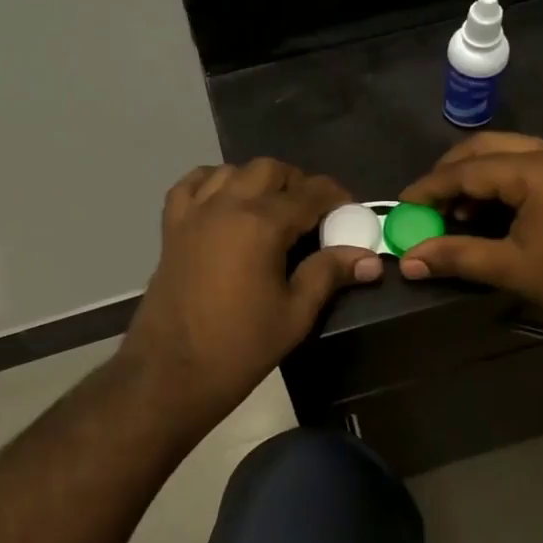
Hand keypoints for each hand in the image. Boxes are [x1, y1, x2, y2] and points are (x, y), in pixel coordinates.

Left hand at [121, 159, 381, 432]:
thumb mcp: (295, 314)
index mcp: (262, 224)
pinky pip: (192, 184)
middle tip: (314, 213)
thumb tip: (370, 259)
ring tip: (273, 208)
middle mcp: (227, 205)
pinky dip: (213, 182)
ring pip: (232, 170)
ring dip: (258, 180)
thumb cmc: (240, 347)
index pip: (309, 192)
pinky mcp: (172, 227)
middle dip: (298, 183)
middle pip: (270, 170)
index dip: (336, 196)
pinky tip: (226, 201)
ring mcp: (194, 212)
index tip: (350, 209)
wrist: (171, 372)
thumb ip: (329, 274)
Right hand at [396, 133, 542, 343]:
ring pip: (508, 154)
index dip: (430, 188)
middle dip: (450, 174)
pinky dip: (501, 183)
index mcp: (537, 169)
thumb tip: (407, 261)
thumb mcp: (512, 269)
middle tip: (425, 205)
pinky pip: (528, 167)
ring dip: (476, 177)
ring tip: (454, 214)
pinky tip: (489, 213)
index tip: (401, 206)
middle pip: (486, 148)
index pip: (468, 169)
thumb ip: (456, 257)